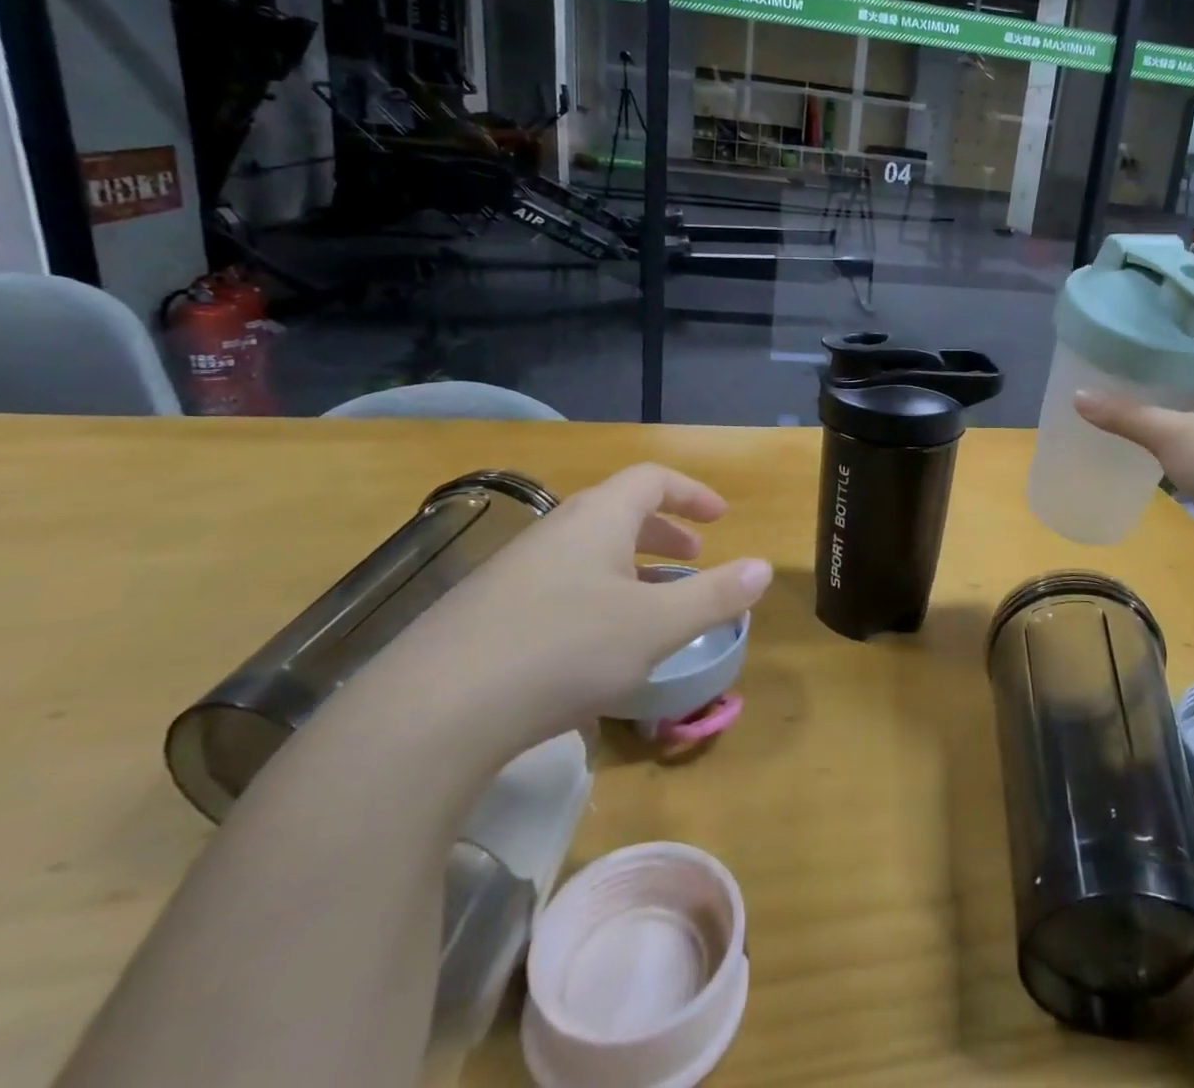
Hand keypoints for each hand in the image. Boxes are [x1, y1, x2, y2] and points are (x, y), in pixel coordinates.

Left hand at [372, 463, 771, 758]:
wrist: (429, 714)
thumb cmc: (563, 650)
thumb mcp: (655, 626)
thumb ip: (714, 595)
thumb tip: (764, 568)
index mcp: (598, 518)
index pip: (652, 479)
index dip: (692, 492)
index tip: (721, 516)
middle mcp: (555, 532)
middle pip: (619, 511)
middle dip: (665, 529)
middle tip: (695, 554)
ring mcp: (515, 571)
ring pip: (588, 551)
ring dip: (632, 565)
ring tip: (655, 602)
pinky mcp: (486, 612)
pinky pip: (559, 584)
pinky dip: (597, 595)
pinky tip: (596, 646)